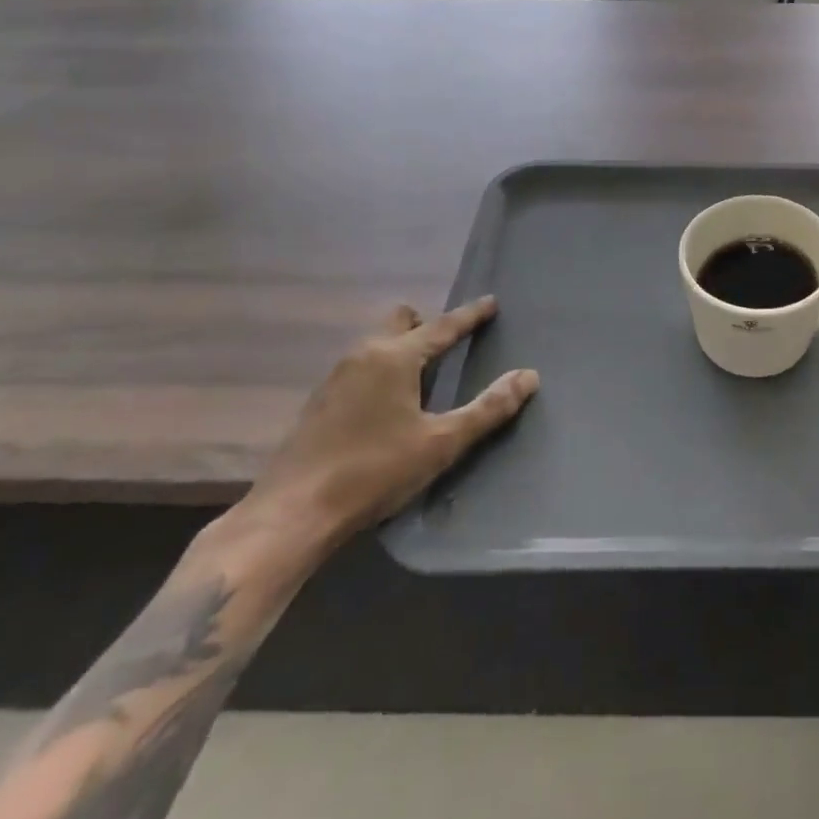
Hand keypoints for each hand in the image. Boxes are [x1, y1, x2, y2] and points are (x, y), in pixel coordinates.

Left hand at [241, 298, 538, 550]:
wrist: (290, 516)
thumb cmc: (374, 472)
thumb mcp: (441, 443)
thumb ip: (488, 408)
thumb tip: (529, 376)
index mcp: (396, 357)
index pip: (443, 326)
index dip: (471, 315)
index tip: (491, 302)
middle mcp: (364, 355)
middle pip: (401, 321)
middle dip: (427, 325)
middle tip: (450, 345)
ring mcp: (336, 377)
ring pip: (377, 343)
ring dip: (403, 347)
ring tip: (424, 375)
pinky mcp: (320, 402)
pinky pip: (361, 366)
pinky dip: (382, 370)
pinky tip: (388, 404)